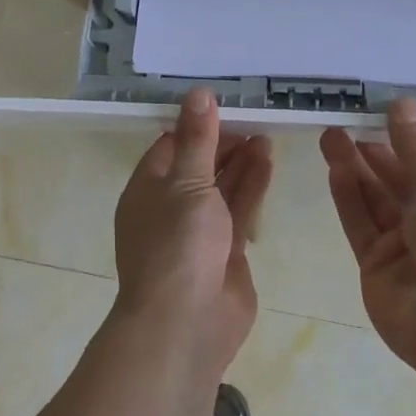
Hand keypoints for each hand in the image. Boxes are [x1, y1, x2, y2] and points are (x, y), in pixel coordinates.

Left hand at [115, 89, 273, 378]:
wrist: (187, 322)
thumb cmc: (177, 244)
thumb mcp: (187, 182)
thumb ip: (198, 139)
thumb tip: (199, 93)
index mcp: (147, 188)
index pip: (170, 146)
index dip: (196, 125)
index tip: (224, 105)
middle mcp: (170, 206)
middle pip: (198, 165)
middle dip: (223, 142)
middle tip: (254, 117)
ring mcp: (199, 230)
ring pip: (221, 187)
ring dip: (242, 161)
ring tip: (266, 133)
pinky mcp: (226, 250)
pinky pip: (239, 209)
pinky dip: (252, 185)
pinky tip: (268, 160)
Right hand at [319, 100, 415, 378]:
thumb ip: (415, 149)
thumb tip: (401, 103)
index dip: (406, 138)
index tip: (378, 111)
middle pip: (398, 180)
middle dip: (373, 151)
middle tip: (343, 121)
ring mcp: (404, 246)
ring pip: (374, 199)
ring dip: (354, 168)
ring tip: (329, 136)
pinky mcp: (376, 266)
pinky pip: (360, 225)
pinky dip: (348, 198)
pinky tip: (335, 170)